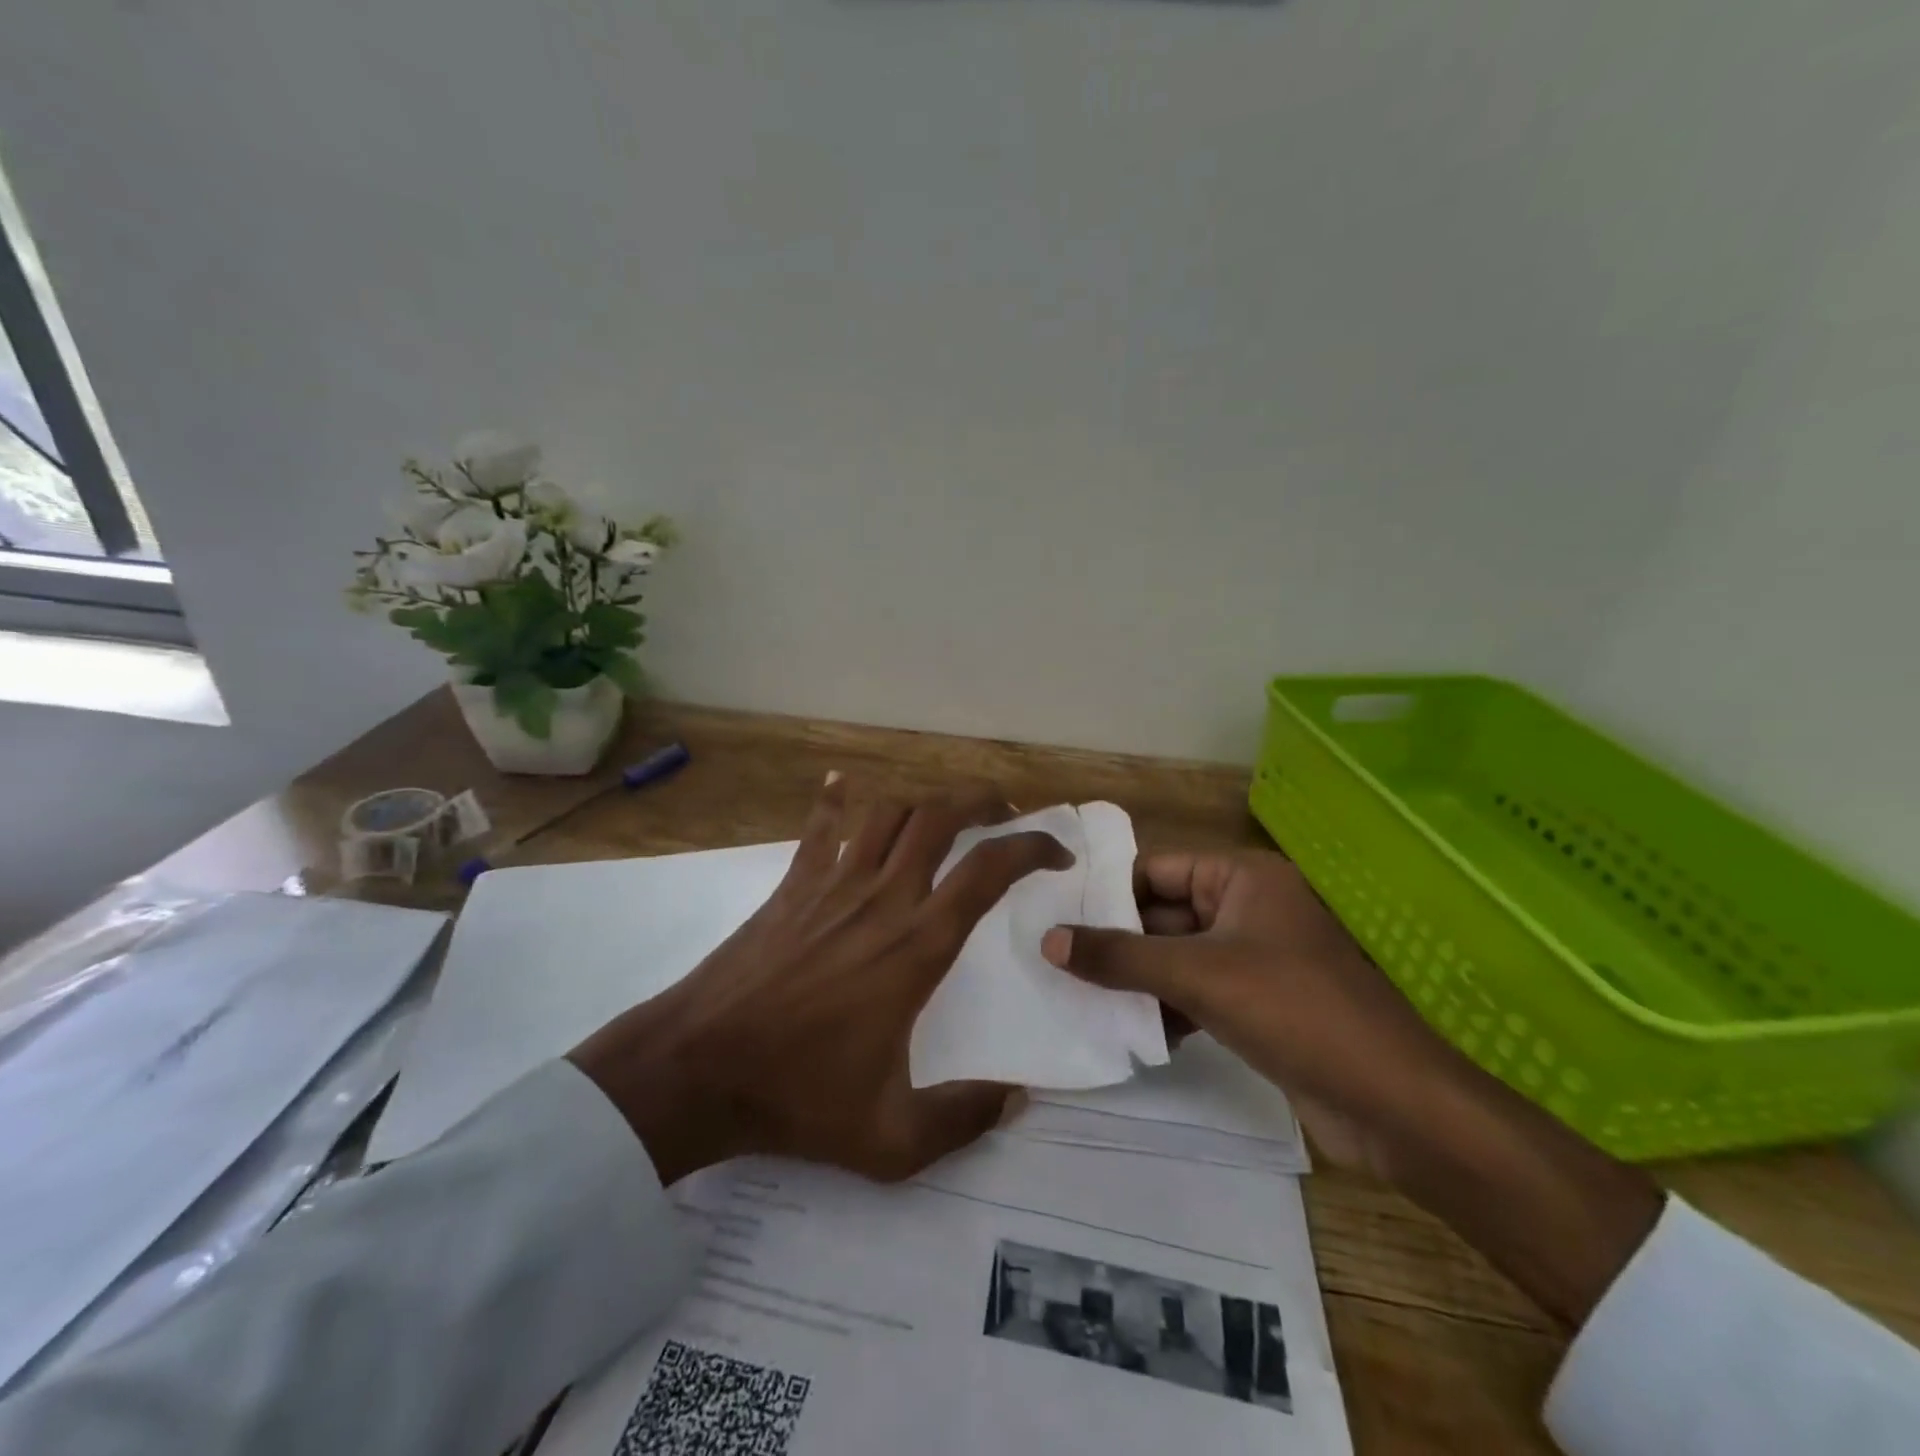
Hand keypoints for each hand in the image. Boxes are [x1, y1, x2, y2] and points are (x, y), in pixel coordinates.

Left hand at [570, 778, 1069, 1186]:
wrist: (697, 1069)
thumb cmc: (797, 1098)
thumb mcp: (893, 1139)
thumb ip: (964, 1119)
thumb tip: (1019, 1099)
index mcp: (918, 946)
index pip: (989, 870)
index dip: (1032, 848)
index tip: (1055, 854)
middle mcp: (882, 897)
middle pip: (941, 816)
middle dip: (983, 801)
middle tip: (1007, 811)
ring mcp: (832, 883)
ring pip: (888, 810)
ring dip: (924, 801)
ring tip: (944, 814)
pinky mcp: (792, 885)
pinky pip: (820, 825)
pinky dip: (836, 799)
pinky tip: (843, 784)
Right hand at [1042, 849, 1662, 1326]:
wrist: (1394, 1104)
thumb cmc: (1295, 1011)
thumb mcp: (1199, 976)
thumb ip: (1120, 957)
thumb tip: (1048, 941)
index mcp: (1244, 878)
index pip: (1158, 870)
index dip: (1108, 890)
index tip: (1054, 912)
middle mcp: (1249, 908)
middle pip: (1165, 914)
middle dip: (1117, 939)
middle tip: (1053, 956)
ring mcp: (1255, 959)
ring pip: (1178, 957)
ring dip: (1137, 978)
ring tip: (1075, 993)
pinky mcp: (1259, 1005)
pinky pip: (1198, 992)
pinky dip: (1166, 1007)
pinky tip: (1128, 1030)